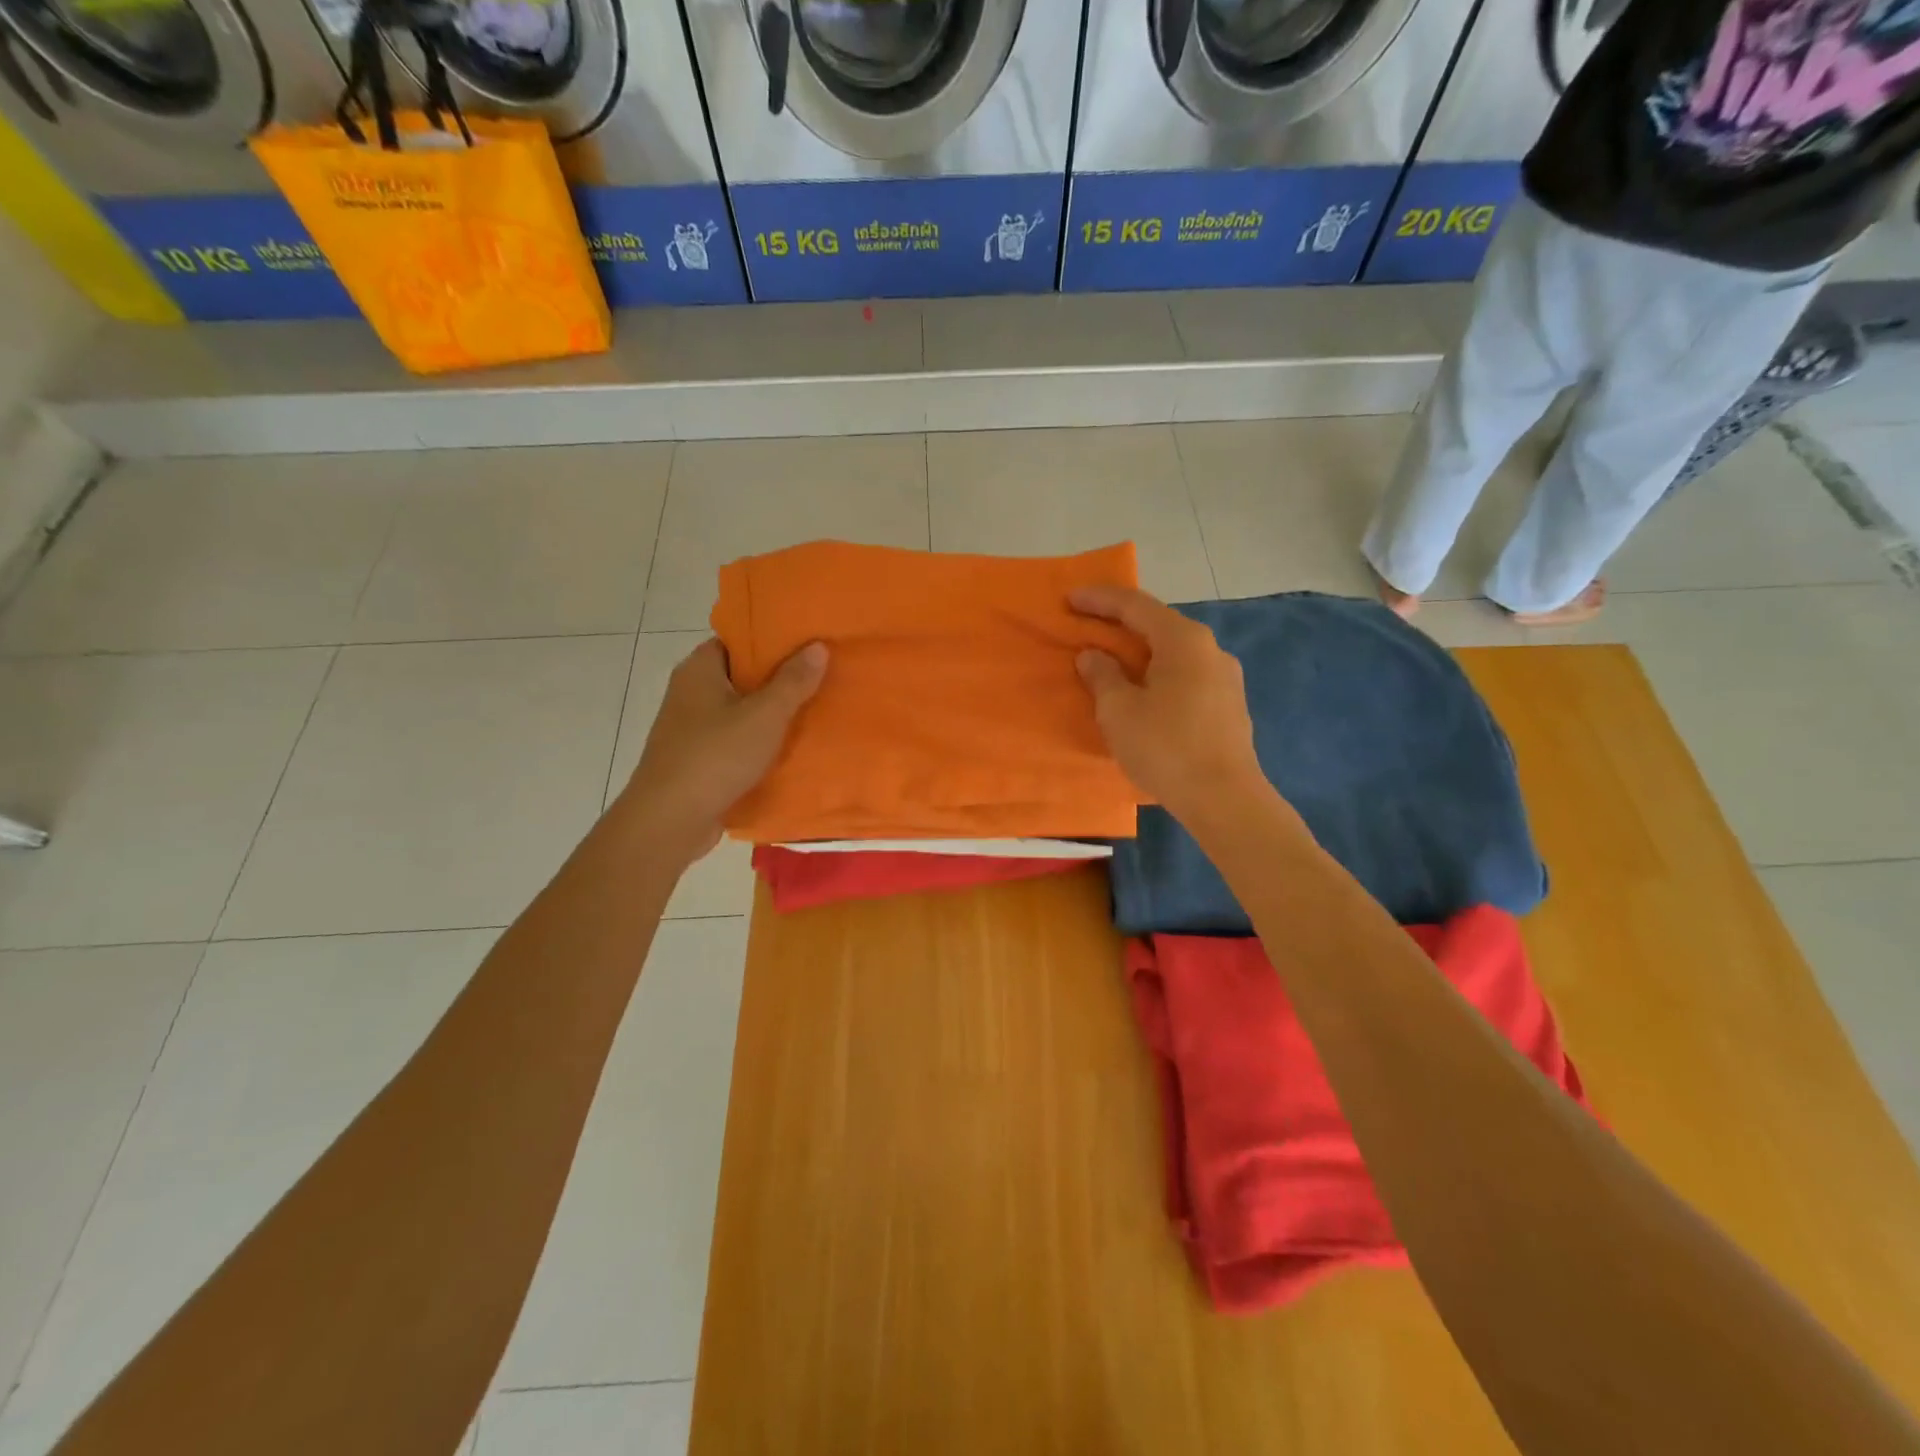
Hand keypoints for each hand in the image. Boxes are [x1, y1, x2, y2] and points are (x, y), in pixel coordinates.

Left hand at [619, 639, 827, 859]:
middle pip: (742, 676)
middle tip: (823, 676)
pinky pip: (737, 741)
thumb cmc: (715, 757)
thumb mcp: (764, 715)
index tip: (809, 643)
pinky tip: (794, 748)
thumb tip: (817, 646)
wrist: (670, 821)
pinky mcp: (699, 760)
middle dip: (780, 679)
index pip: (738, 640)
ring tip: (818, 709)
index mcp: (700, 670)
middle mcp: (691, 693)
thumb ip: (793, 681)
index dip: (772, 640)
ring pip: (741, 711)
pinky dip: (761, 743)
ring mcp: (693, 729)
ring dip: (773, 714)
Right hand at [1070, 585, 1265, 820]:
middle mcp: (1210, 649)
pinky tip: (1144, 693)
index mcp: (1183, 640)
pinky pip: (1185, 676)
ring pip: (1173, 653)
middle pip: (1158, 625)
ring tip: (1112, 662)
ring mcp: (1225, 678)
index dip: (1099, 600)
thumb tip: (1093, 656)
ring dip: (1140, 653)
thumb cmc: (1165, 747)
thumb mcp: (1119, 711)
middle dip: (1120, 624)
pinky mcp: (1229, 705)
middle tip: (1087, 627)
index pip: (1135, 605)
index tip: (1069, 598)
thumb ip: (1102, 676)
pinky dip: (1158, 674)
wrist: (1224, 799)